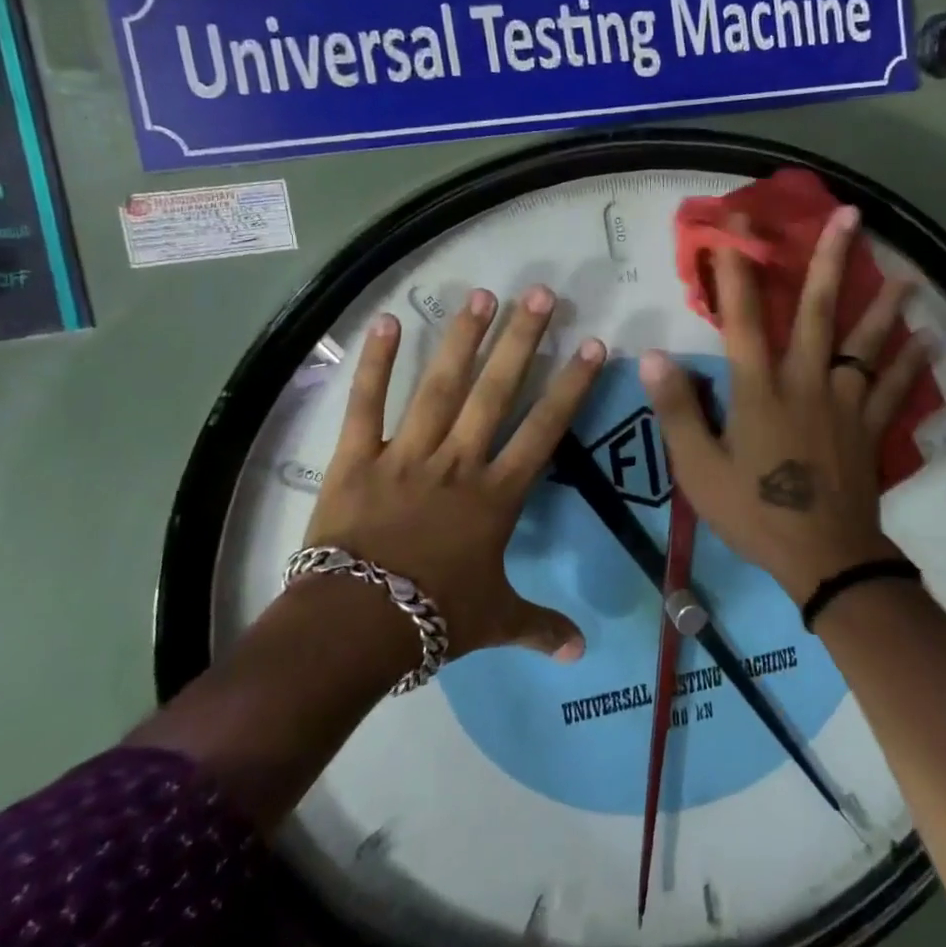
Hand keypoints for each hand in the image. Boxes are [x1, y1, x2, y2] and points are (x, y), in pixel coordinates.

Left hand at [303, 285, 604, 661]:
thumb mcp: (495, 621)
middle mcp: (457, 462)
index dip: (571, 386)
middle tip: (540, 294)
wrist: (353, 627)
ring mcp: (406, 455)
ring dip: (462, 339)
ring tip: (481, 294)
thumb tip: (581, 651)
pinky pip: (366, 406)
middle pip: (496, 392)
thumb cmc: (432, 619)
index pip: (545, 430)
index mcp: (496, 495)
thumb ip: (540, 627)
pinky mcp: (357, 459)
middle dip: (522, 341)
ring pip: (440, 387)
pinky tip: (387, 322)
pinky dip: (375, 364)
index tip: (592, 345)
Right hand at [640, 206, 930, 605]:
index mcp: (759, 388)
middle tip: (848, 216)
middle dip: (828, 260)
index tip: (735, 225)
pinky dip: (913, 365)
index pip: (742, 316)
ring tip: (905, 276)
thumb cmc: (754, 512)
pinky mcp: (870, 427)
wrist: (821, 557)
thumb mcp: (699, 469)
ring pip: (866, 343)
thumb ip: (677, 410)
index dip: (736, 268)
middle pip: (817, 311)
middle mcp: (806, 381)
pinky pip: (895, 389)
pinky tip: (931, 342)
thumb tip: (652, 356)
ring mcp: (845, 402)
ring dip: (884, 306)